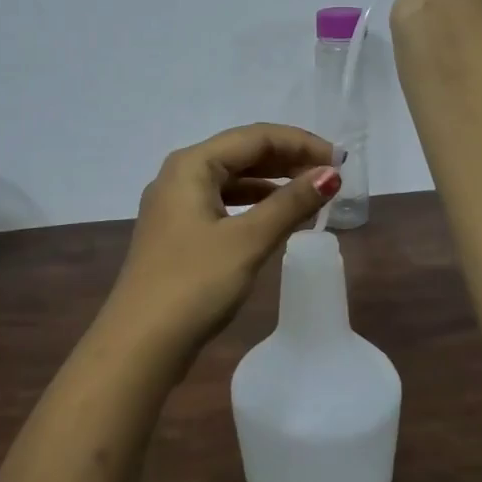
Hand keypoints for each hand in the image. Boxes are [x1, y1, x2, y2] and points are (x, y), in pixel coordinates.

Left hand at [102, 123, 340, 356]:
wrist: (140, 344)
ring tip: (312, 194)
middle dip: (288, 160)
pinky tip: (278, 219)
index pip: (256, 137)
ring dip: (273, 183)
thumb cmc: (194, 284)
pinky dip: (254, 206)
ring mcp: (175, 205)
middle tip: (331, 176)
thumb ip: (291, 203)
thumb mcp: (248, 240)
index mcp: (192, 165)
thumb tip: (331, 174)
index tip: (341, 161)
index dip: (301, 143)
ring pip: (233, 180)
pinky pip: (223, 203)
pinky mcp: (178, 233)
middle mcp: (180, 175)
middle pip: (242, 153)